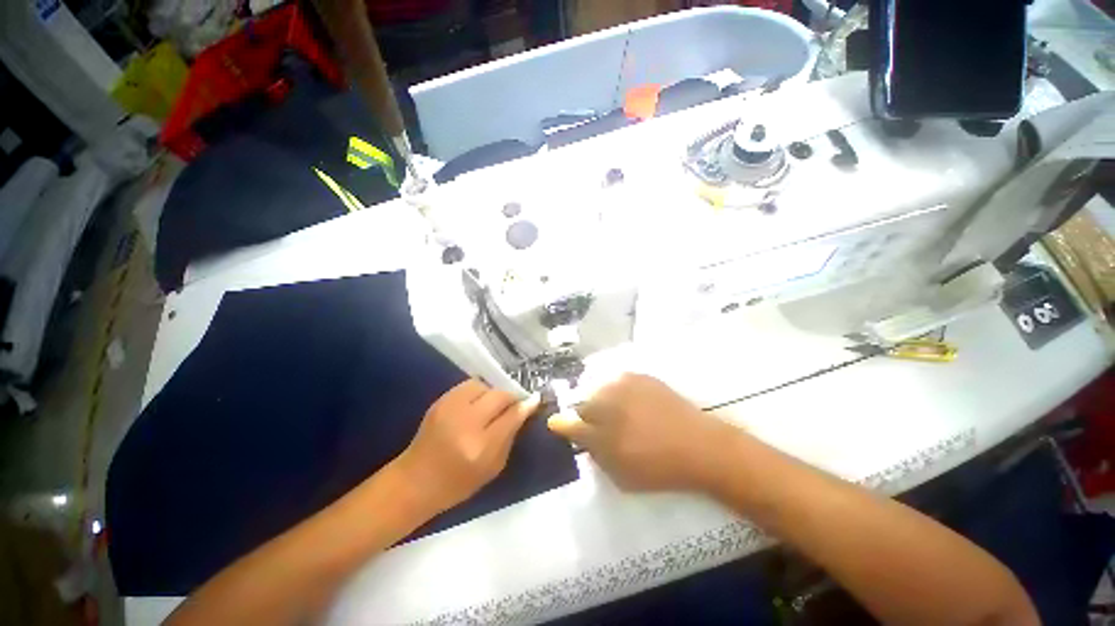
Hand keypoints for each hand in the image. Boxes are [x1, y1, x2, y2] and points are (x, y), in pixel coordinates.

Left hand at [394, 380, 539, 514]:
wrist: (414, 481)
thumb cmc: (457, 483)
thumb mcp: (493, 468)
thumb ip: (511, 436)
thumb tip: (525, 410)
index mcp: (480, 446)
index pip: (512, 415)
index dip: (526, 405)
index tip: (535, 400)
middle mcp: (465, 422)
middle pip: (499, 395)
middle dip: (511, 397)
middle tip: (514, 404)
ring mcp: (450, 408)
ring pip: (484, 385)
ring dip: (494, 393)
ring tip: (493, 405)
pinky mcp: (440, 401)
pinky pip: (469, 385)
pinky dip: (479, 391)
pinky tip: (477, 404)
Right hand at [548, 373, 741, 492]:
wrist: (700, 446)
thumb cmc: (658, 467)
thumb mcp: (619, 472)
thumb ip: (592, 451)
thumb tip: (569, 431)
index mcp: (601, 428)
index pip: (571, 423)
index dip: (566, 425)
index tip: (561, 425)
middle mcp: (607, 401)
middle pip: (583, 402)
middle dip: (587, 414)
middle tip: (600, 426)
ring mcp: (624, 384)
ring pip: (600, 387)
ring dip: (602, 399)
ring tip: (617, 413)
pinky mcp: (640, 376)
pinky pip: (618, 379)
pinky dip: (617, 389)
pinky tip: (630, 401)